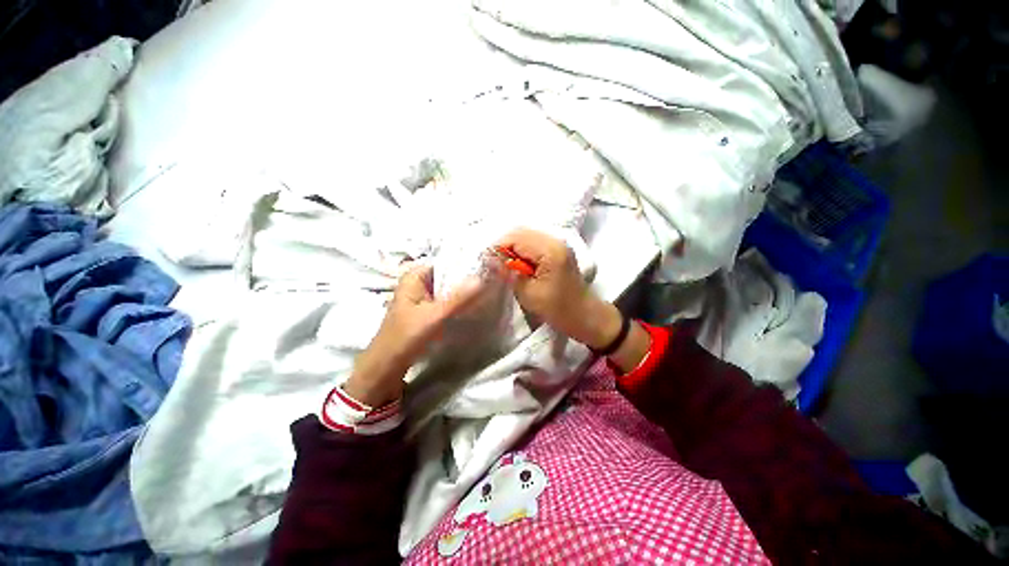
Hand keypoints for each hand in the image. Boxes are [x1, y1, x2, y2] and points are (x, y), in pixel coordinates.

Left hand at [344, 265, 483, 406]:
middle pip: (449, 276)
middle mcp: (419, 283)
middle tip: (492, 282)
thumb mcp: (434, 316)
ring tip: (487, 292)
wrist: (386, 367)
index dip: (467, 264)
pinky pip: (447, 302)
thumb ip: (459, 298)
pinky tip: (474, 307)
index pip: (446, 262)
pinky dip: (459, 304)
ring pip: (449, 290)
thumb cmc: (405, 338)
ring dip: (465, 293)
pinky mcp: (427, 312)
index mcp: (415, 276)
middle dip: (468, 280)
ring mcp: (423, 298)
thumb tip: (484, 278)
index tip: (489, 268)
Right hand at [495, 229, 622, 349]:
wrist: (584, 316)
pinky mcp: (557, 250)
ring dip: (512, 247)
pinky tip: (516, 263)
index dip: (497, 247)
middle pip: (520, 232)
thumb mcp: (529, 293)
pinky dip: (521, 250)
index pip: (515, 238)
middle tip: (493, 263)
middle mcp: (554, 240)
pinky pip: (533, 242)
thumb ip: (509, 273)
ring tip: (503, 264)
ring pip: (526, 236)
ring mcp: (557, 243)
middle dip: (503, 245)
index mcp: (549, 250)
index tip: (485, 261)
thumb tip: (490, 259)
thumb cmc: (557, 309)